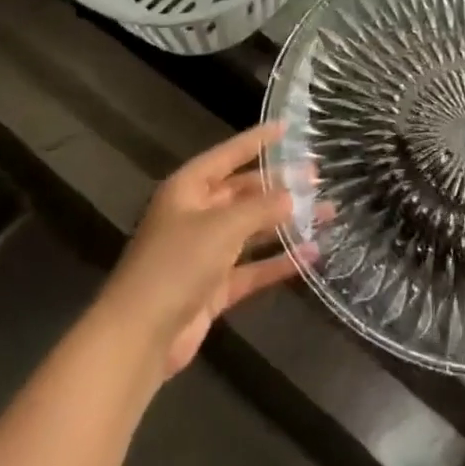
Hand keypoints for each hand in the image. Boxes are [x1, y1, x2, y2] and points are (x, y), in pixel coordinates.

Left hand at [97, 122, 308, 377]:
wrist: (138, 338)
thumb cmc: (176, 265)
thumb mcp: (222, 226)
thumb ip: (262, 207)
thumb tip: (294, 194)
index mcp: (188, 188)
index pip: (229, 154)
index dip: (257, 140)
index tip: (288, 127)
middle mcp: (196, 214)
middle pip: (244, 192)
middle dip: (280, 185)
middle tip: (317, 176)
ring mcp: (205, 253)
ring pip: (253, 230)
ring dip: (286, 223)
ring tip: (326, 212)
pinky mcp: (213, 288)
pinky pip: (252, 267)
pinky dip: (278, 262)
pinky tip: (311, 254)